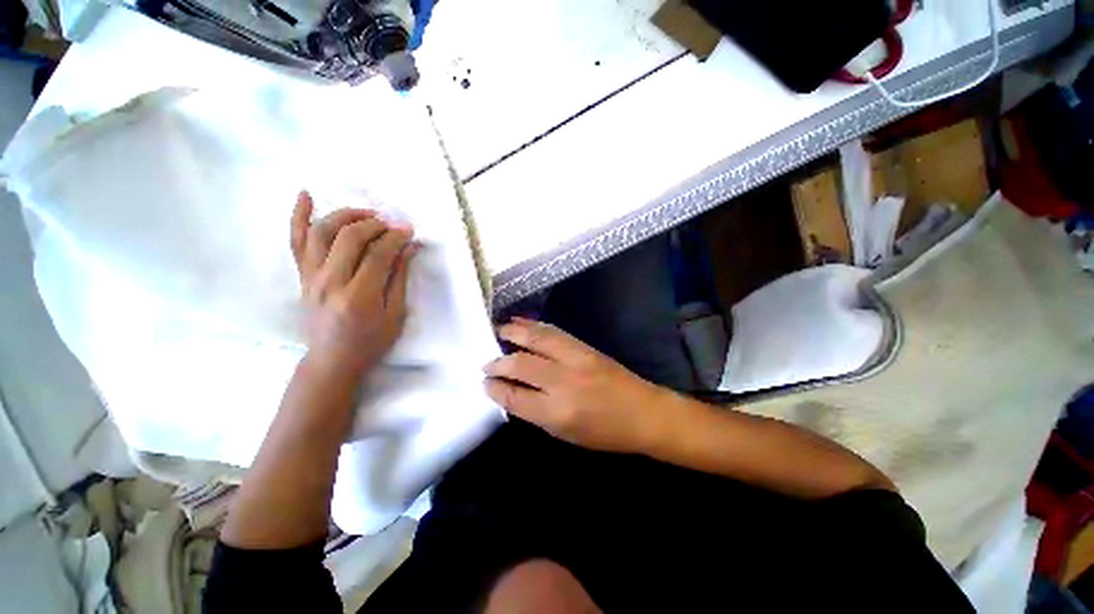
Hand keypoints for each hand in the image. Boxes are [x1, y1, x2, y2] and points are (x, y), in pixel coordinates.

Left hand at [290, 191, 417, 374]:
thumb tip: (409, 247)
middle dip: (375, 225)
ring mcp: (311, 277)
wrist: (332, 360)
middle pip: (350, 237)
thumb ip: (399, 278)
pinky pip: (295, 241)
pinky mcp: (302, 276)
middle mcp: (330, 282)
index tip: (409, 230)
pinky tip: (305, 195)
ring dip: (346, 215)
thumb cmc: (371, 342)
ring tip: (366, 214)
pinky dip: (298, 216)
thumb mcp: (395, 314)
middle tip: (392, 224)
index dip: (396, 238)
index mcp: (359, 296)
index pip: (378, 254)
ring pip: (322, 232)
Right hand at [483, 318, 669, 453]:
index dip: (495, 388)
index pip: (514, 397)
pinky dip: (535, 325)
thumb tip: (512, 393)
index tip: (484, 382)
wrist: (643, 412)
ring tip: (499, 330)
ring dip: (514, 333)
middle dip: (499, 362)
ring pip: (536, 340)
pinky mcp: (584, 347)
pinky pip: (554, 332)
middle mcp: (562, 382)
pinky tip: (524, 323)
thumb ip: (535, 412)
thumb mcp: (565, 434)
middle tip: (487, 361)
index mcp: (556, 412)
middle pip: (520, 365)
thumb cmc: (604, 432)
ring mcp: (575, 359)